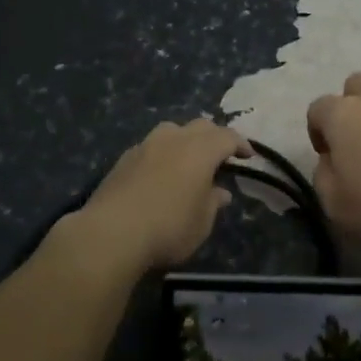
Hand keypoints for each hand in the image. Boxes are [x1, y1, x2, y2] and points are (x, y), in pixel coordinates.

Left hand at [73, 119, 249, 270]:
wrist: (111, 234)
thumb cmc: (169, 228)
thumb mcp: (202, 222)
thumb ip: (213, 203)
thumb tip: (220, 192)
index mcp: (200, 150)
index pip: (227, 137)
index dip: (241, 144)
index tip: (248, 156)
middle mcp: (174, 139)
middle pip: (200, 126)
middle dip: (214, 137)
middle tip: (221, 156)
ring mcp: (145, 146)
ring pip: (171, 130)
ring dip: (185, 140)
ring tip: (188, 160)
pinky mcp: (123, 159)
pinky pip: (150, 147)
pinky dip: (162, 154)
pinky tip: (160, 173)